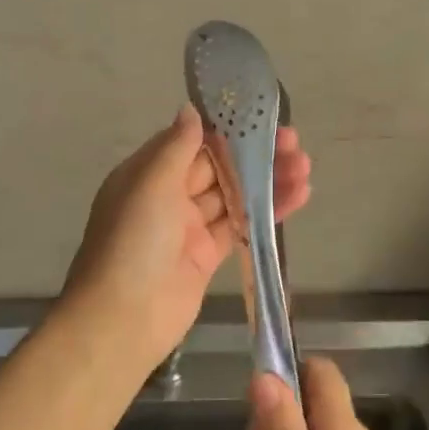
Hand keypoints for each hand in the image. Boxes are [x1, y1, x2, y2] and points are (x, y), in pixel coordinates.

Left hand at [65, 104, 311, 368]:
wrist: (123, 319)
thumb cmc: (133, 242)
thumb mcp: (151, 184)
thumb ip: (176, 148)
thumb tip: (191, 110)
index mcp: (148, 173)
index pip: (191, 142)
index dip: (226, 130)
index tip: (261, 118)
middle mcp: (167, 196)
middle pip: (217, 167)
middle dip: (254, 154)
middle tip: (294, 142)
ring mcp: (188, 227)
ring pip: (233, 195)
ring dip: (268, 180)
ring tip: (305, 166)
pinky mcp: (207, 256)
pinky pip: (241, 226)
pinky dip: (267, 211)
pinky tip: (298, 196)